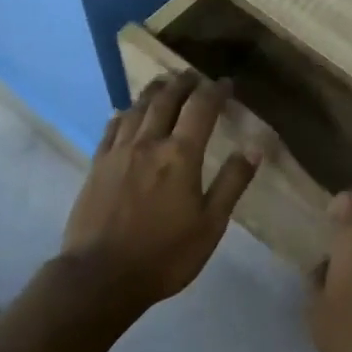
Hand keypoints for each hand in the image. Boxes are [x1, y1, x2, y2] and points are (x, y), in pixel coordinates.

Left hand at [61, 73, 258, 310]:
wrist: (101, 276)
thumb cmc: (165, 255)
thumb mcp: (210, 225)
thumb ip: (231, 183)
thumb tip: (255, 148)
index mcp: (180, 156)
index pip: (201, 109)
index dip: (215, 91)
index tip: (226, 82)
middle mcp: (148, 143)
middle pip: (166, 100)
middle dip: (182, 83)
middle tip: (193, 76)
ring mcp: (118, 152)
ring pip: (136, 109)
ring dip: (153, 92)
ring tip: (164, 84)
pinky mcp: (97, 165)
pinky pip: (112, 128)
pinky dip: (124, 113)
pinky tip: (126, 113)